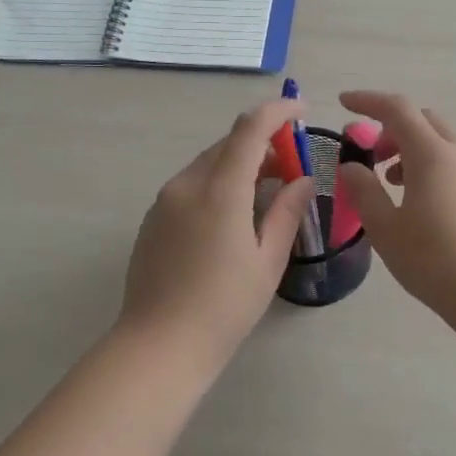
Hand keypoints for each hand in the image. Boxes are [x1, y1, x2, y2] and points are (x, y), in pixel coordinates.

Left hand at [118, 99, 314, 368]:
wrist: (159, 345)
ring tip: (265, 191)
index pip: (250, 129)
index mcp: (220, 190)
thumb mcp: (267, 261)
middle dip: (262, 143)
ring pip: (208, 164)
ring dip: (239, 164)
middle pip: (227, 144)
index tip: (301, 110)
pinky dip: (217, 183)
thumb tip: (303, 180)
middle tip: (291, 165)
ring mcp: (164, 201)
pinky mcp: (153, 219)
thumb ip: (287, 212)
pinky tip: (232, 215)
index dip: (277, 112)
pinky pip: (191, 185)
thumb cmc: (224, 307)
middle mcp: (187, 184)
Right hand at [336, 91, 455, 313]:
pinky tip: (425, 201)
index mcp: (432, 153)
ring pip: (443, 141)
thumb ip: (364, 190)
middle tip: (371, 156)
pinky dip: (434, 165)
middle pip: (423, 120)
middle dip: (391, 128)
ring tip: (394, 182)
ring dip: (414, 149)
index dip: (368, 101)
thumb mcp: (385, 228)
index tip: (344, 103)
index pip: (397, 109)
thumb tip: (352, 166)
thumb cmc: (433, 259)